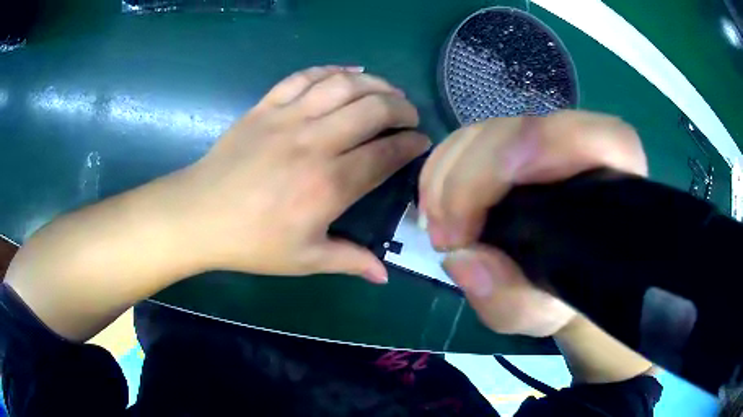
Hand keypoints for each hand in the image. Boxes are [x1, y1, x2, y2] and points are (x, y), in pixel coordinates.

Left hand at [178, 66, 429, 282]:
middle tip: (410, 116)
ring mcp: (287, 118)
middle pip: (372, 110)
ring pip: (343, 86)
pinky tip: (349, 72)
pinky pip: (304, 77)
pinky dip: (331, 70)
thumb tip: (385, 276)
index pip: (385, 154)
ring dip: (375, 84)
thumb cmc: (251, 242)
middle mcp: (314, 143)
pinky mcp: (265, 107)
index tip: (422, 143)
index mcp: (328, 185)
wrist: (199, 215)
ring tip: (389, 91)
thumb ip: (349, 261)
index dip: (411, 145)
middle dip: (402, 109)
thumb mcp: (304, 259)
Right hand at [419, 111, 646, 335]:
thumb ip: (510, 298)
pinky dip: (441, 171)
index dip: (526, 156)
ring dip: (447, 177)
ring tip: (439, 230)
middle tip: (446, 238)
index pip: (583, 138)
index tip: (478, 219)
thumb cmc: (563, 297)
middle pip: (520, 130)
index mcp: (613, 176)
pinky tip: (436, 208)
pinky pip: (467, 140)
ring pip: (486, 131)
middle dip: (468, 181)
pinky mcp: (512, 143)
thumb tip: (462, 259)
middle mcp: (581, 144)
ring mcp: (543, 139)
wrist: (562, 282)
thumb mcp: (540, 313)